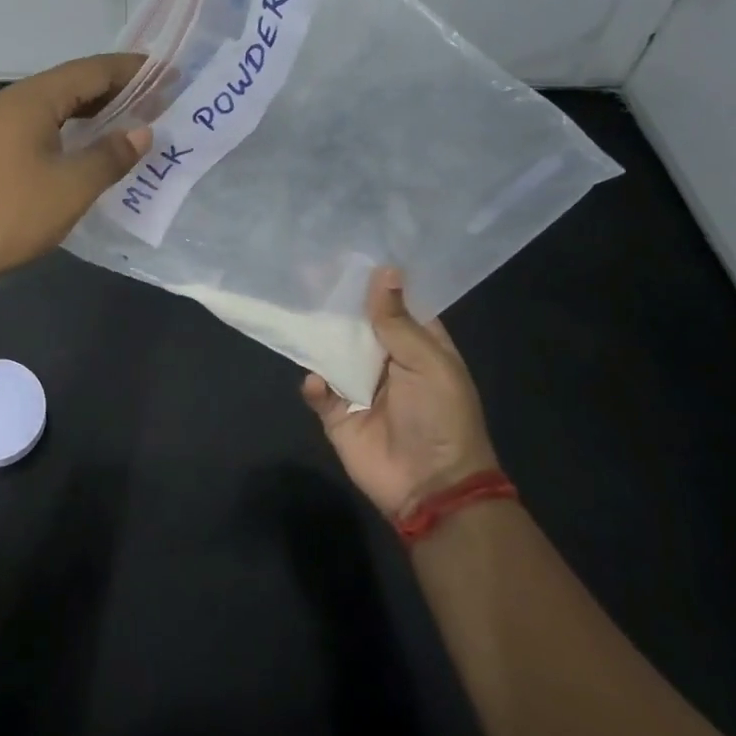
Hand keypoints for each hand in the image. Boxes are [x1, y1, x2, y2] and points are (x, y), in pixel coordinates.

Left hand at [0, 54, 149, 290]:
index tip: (169, 75)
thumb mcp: (70, 187)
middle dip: (114, 91)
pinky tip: (75, 155)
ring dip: (88, 114)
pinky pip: (33, 130)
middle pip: (69, 85)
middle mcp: (8, 103)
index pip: (92, 70)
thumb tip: (141, 131)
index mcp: (32, 99)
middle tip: (154, 103)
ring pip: (49, 110)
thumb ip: (110, 156)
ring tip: (123, 127)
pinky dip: (64, 133)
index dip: (133, 71)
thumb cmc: (7, 213)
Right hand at [302, 267, 500, 521]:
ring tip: (295, 309)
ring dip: (316, 334)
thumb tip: (384, 269)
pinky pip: (316, 389)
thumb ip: (397, 320)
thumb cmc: (440, 417)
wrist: (430, 486)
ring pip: (330, 349)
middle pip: (355, 322)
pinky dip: (313, 384)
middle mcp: (385, 359)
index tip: (346, 249)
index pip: (393, 302)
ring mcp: (358, 384)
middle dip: (334, 300)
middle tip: (306, 270)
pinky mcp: (336, 412)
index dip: (373, 279)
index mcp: (417, 344)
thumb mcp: (427, 363)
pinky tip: (318, 383)